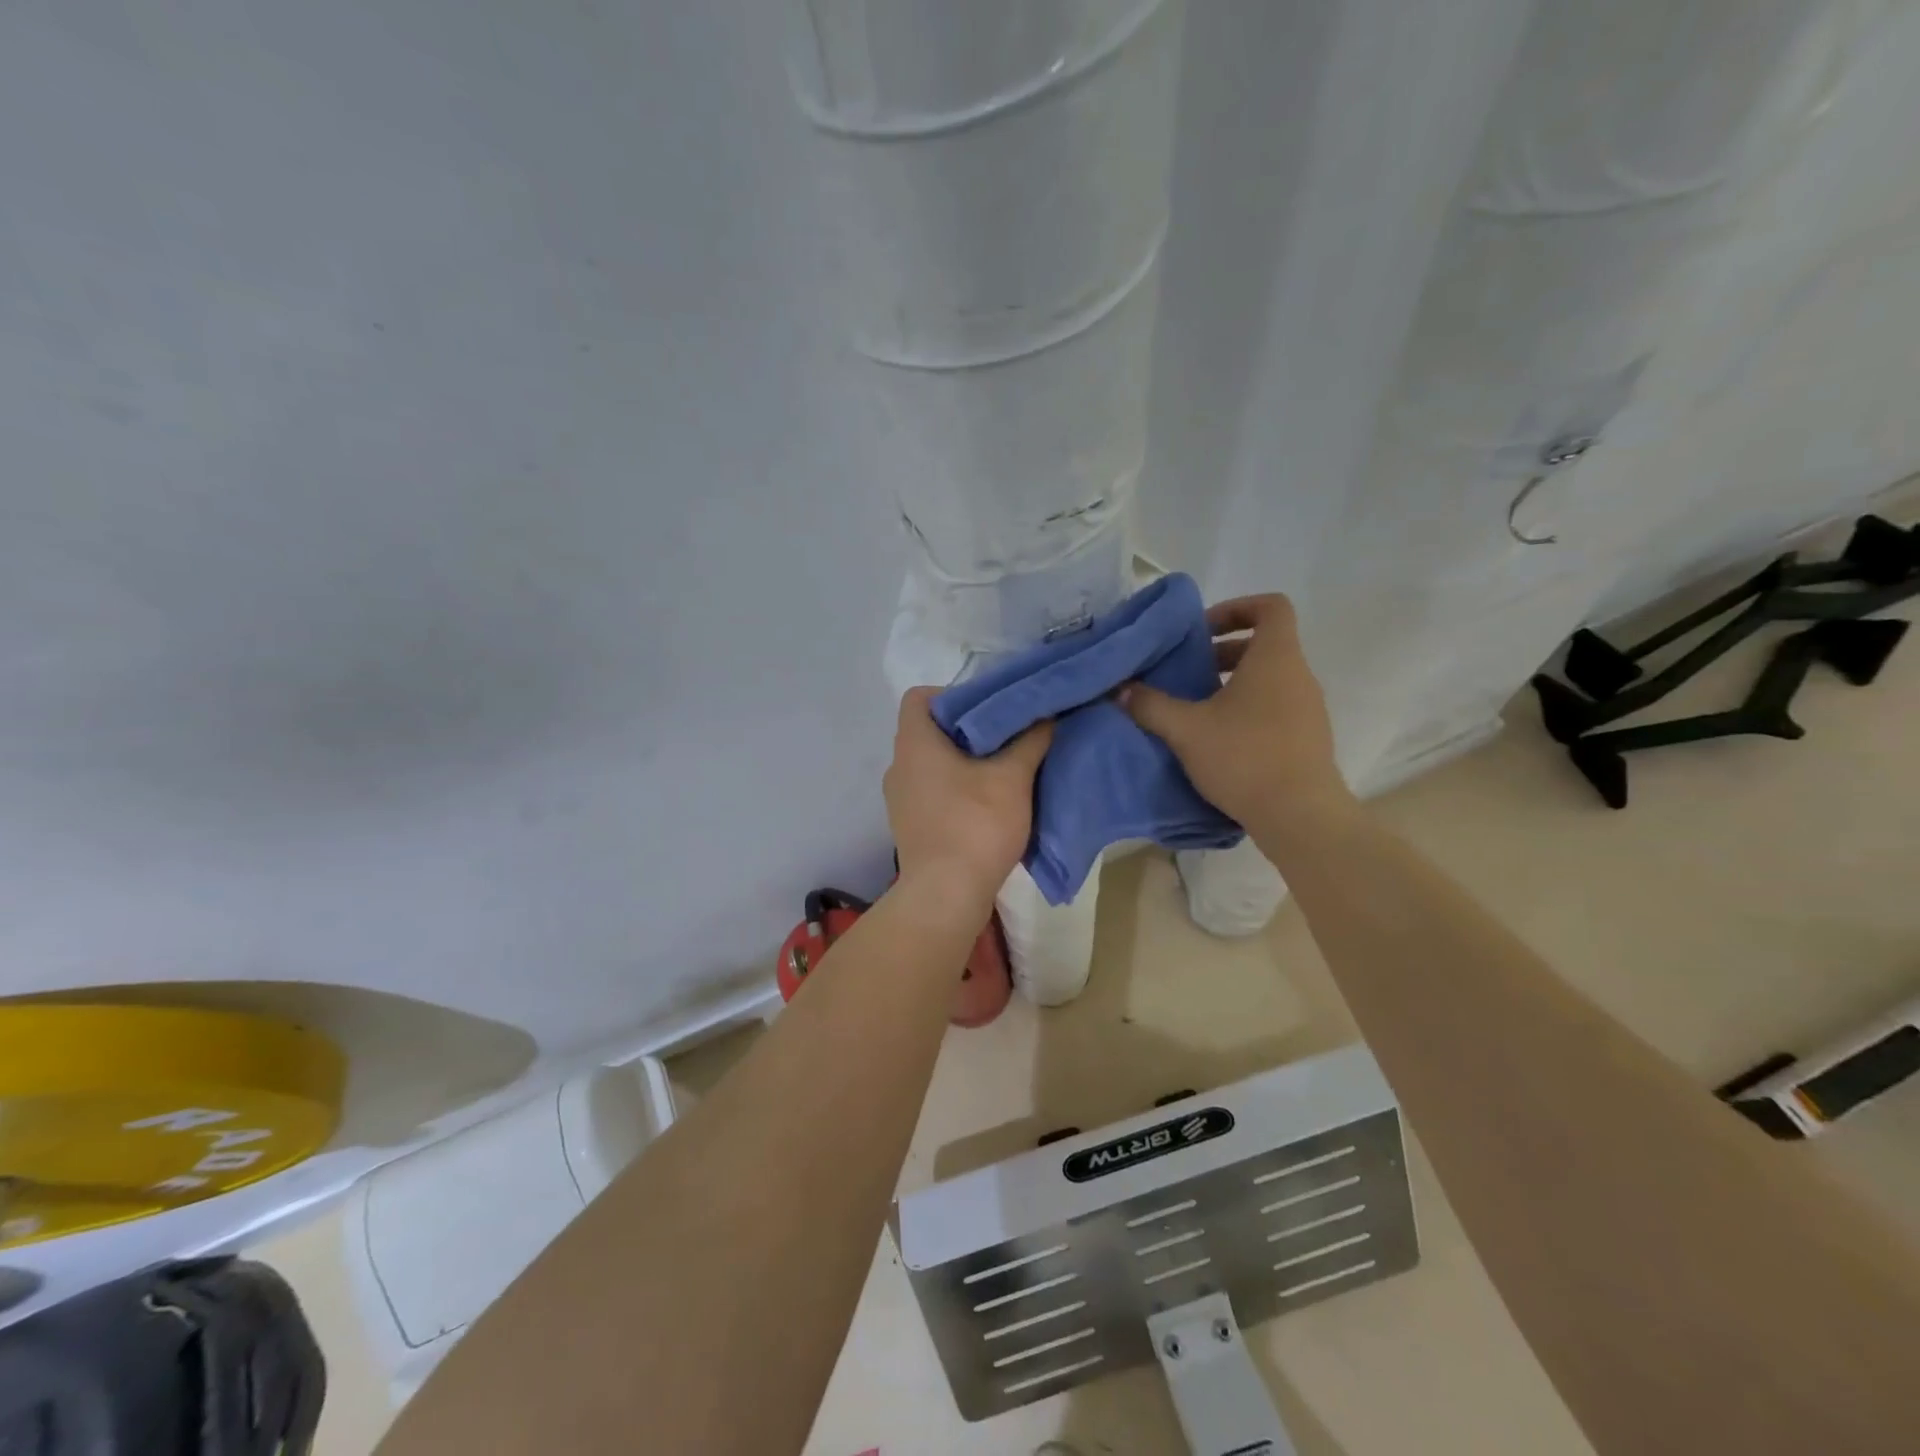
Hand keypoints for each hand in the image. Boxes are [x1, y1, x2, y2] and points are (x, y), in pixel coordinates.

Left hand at [883, 687, 1052, 897]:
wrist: (946, 896)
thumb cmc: (975, 825)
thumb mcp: (1012, 778)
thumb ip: (1030, 740)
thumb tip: (1045, 716)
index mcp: (914, 743)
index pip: (920, 697)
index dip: (952, 693)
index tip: (988, 708)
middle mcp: (898, 766)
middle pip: (929, 730)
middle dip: (968, 729)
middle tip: (1006, 735)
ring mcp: (900, 799)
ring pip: (932, 763)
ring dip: (963, 761)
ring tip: (1002, 768)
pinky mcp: (909, 826)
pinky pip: (932, 792)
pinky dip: (955, 789)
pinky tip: (987, 802)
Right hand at [1122, 594, 1351, 834]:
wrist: (1300, 816)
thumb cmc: (1244, 757)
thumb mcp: (1186, 730)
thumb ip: (1151, 705)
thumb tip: (1122, 690)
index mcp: (1275, 658)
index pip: (1271, 607)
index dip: (1236, 608)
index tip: (1202, 630)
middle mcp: (1299, 676)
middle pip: (1265, 645)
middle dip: (1222, 652)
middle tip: (1187, 673)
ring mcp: (1309, 709)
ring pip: (1270, 679)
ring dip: (1233, 684)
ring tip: (1196, 709)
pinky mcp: (1308, 738)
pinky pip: (1277, 707)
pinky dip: (1248, 710)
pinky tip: (1218, 740)